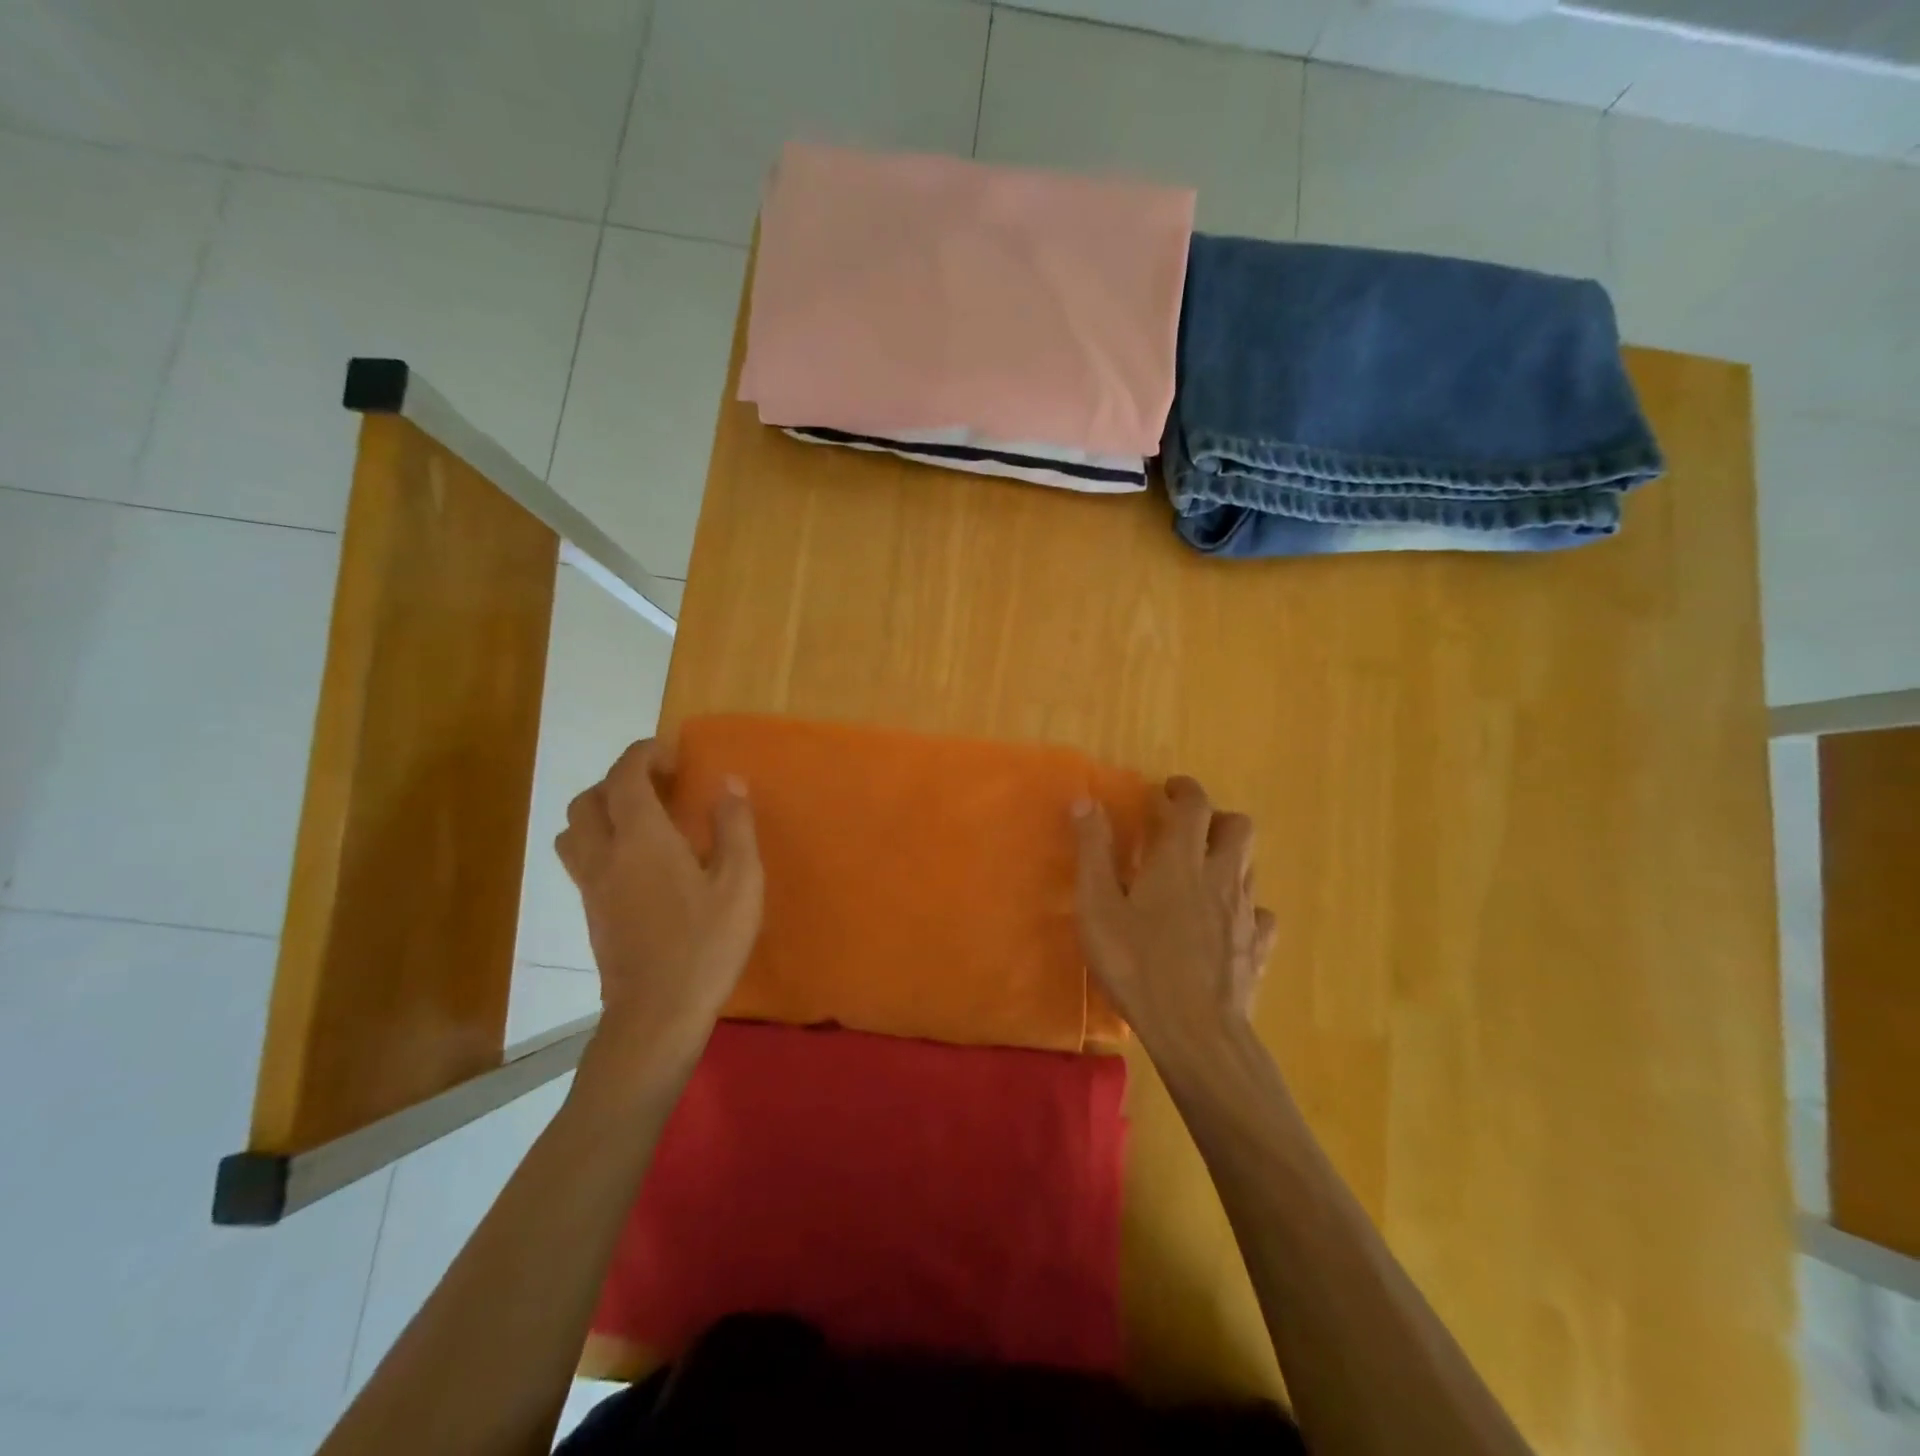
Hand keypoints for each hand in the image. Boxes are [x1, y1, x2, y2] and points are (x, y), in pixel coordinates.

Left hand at [555, 738, 763, 1062]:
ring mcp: (591, 886)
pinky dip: (602, 840)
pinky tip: (639, 861)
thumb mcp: (740, 883)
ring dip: (602, 809)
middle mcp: (606, 855)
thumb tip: (730, 783)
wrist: (656, 1014)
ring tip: (642, 818)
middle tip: (659, 785)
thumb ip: (735, 827)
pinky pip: (582, 858)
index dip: (643, 754)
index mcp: (642, 840)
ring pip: (575, 829)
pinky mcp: (590, 912)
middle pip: (589, 799)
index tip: (671, 752)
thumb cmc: (706, 944)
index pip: (625, 776)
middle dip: (619, 779)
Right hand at [1073, 775, 1277, 1069]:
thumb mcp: (1098, 907)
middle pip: (1238, 826)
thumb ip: (1093, 852)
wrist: (1196, 1032)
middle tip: (1186, 831)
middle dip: (1215, 818)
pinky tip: (1225, 923)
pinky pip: (1260, 913)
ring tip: (1201, 874)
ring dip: (1228, 858)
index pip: (1194, 805)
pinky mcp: (1259, 947)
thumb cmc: (1137, 965)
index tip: (1167, 791)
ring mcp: (1246, 913)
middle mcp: (1221, 876)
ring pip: (1250, 866)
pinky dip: (1244, 907)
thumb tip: (1086, 801)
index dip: (1183, 790)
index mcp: (1181, 860)